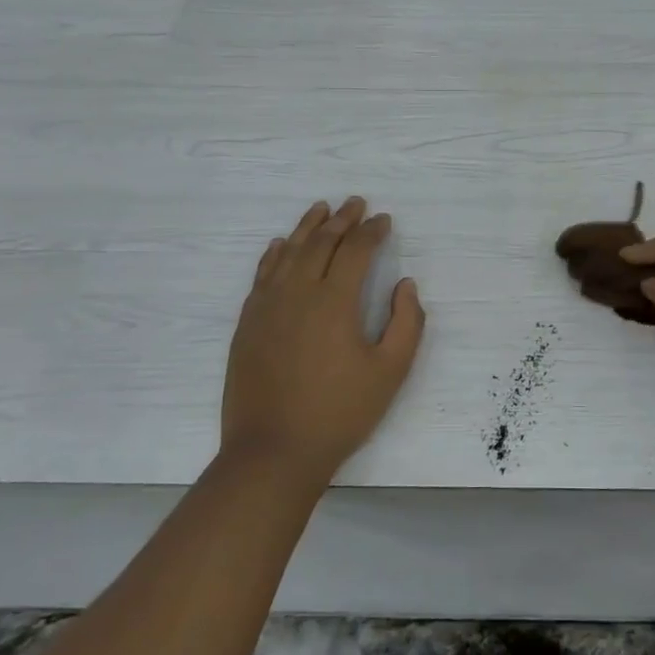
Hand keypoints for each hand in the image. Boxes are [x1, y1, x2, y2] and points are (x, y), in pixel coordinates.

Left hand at [222, 197, 424, 481]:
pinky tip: (281, 244)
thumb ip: (407, 323)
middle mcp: (298, 292)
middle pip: (321, 242)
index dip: (372, 231)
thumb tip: (405, 285)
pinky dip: (275, 253)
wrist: (273, 451)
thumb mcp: (390, 372)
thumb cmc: (339, 412)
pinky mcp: (248, 323)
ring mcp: (268, 306)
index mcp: (335, 301)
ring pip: (289, 252)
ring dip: (308, 226)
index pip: (356, 250)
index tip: (384, 220)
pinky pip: (263, 274)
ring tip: (321, 208)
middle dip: (342, 219)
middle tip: (356, 202)